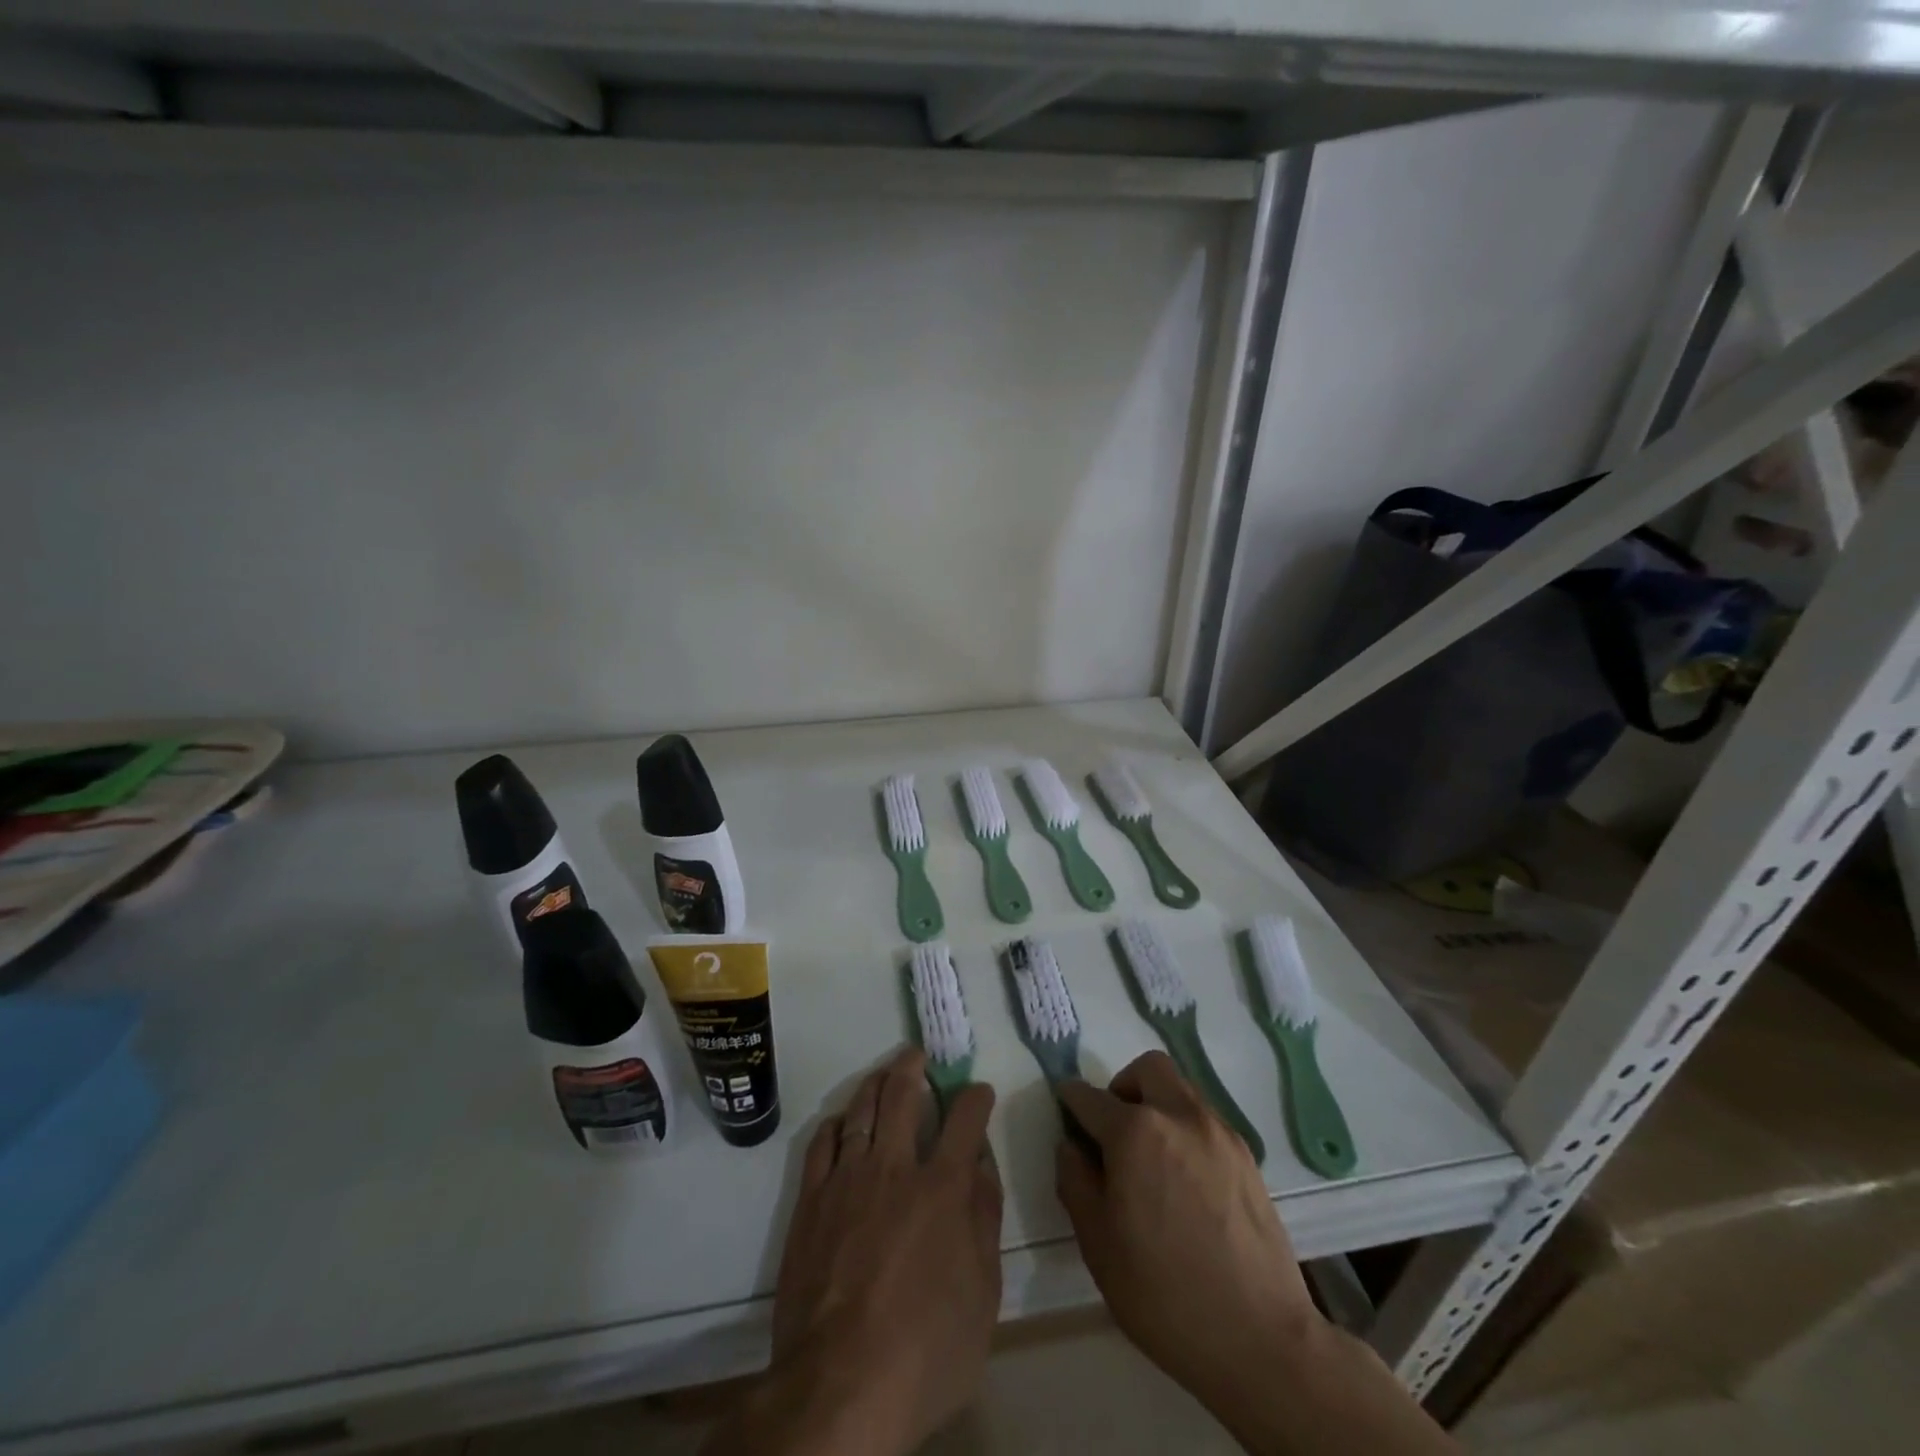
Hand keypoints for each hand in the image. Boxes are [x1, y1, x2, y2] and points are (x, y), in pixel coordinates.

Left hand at [706, 1047, 1001, 1455]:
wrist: (838, 1386)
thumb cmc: (925, 1350)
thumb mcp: (982, 1295)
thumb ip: (984, 1221)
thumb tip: (983, 1167)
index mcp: (941, 1188)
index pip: (964, 1120)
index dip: (975, 1097)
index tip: (978, 1090)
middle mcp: (894, 1168)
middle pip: (902, 1096)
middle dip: (913, 1068)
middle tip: (917, 1054)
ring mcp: (847, 1180)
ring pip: (861, 1111)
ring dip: (874, 1085)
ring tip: (882, 1073)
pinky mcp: (811, 1202)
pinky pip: (822, 1144)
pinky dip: (836, 1124)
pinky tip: (841, 1121)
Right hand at [1056, 1052, 1321, 1418]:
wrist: (1261, 1339)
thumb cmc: (1164, 1294)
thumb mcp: (1098, 1244)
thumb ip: (1075, 1182)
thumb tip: (1071, 1146)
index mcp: (1135, 1132)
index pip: (1091, 1097)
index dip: (1071, 1100)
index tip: (1065, 1108)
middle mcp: (1178, 1115)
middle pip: (1147, 1069)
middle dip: (1123, 1087)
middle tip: (1115, 1130)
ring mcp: (1218, 1132)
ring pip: (1180, 1090)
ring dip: (1157, 1105)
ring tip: (1152, 1159)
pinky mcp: (1247, 1156)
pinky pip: (1205, 1120)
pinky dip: (1185, 1130)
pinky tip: (1185, 1180)